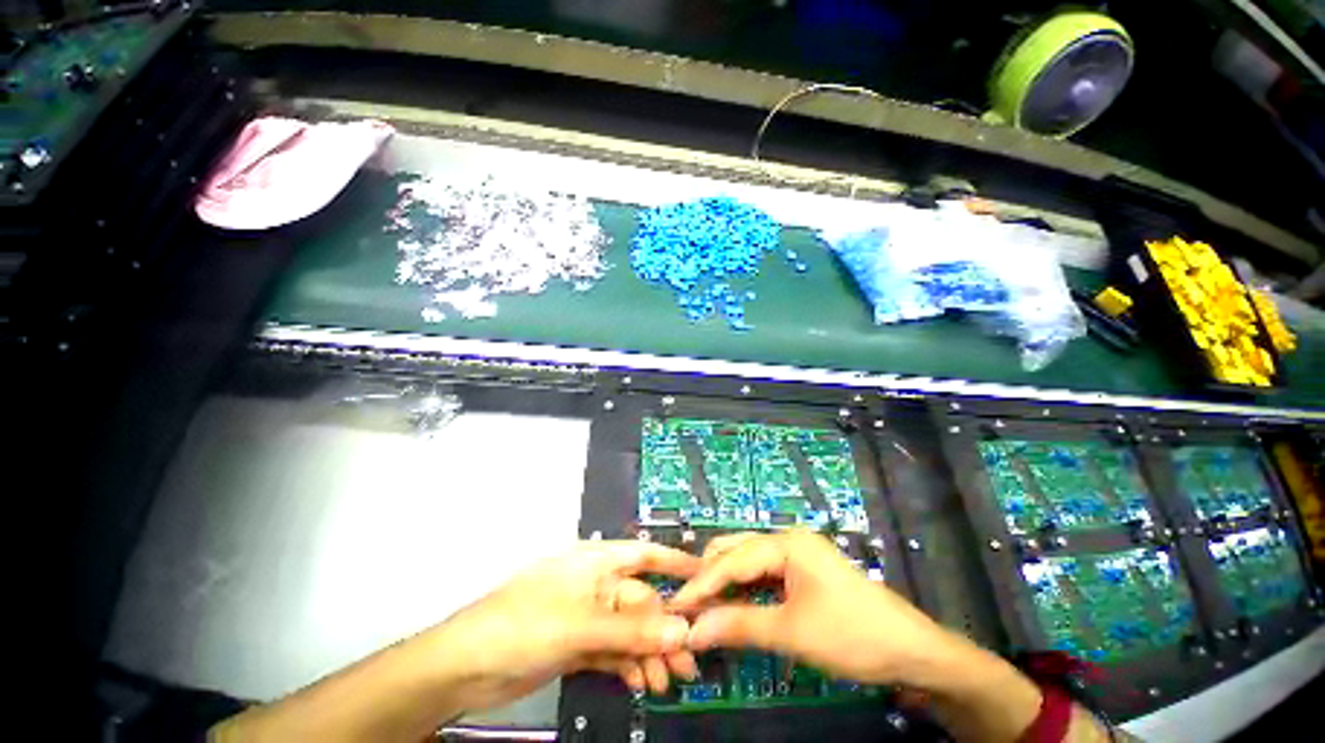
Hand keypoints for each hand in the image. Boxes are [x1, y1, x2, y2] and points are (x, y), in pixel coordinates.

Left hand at [433, 540, 700, 712]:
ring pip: (629, 630)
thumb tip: (682, 628)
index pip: (643, 555)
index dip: (674, 562)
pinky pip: (614, 650)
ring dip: (649, 653)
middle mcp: (595, 585)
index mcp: (595, 562)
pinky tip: (641, 682)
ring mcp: (586, 616)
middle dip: (664, 629)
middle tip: (689, 661)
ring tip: (668, 681)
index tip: (704, 577)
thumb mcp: (579, 624)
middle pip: (640, 601)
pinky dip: (628, 664)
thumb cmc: (523, 624)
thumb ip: (631, 629)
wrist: (465, 666)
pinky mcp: (578, 644)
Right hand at [668, 531, 952, 685]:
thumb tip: (693, 630)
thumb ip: (738, 625)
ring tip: (704, 609)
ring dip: (726, 584)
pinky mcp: (804, 572)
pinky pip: (764, 576)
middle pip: (737, 551)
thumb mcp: (791, 632)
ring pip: (749, 563)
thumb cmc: (852, 635)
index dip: (701, 582)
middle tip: (688, 606)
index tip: (674, 603)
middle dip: (710, 576)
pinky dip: (745, 591)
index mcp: (786, 542)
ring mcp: (797, 555)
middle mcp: (788, 540)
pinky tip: (733, 607)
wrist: (913, 651)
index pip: (732, 559)